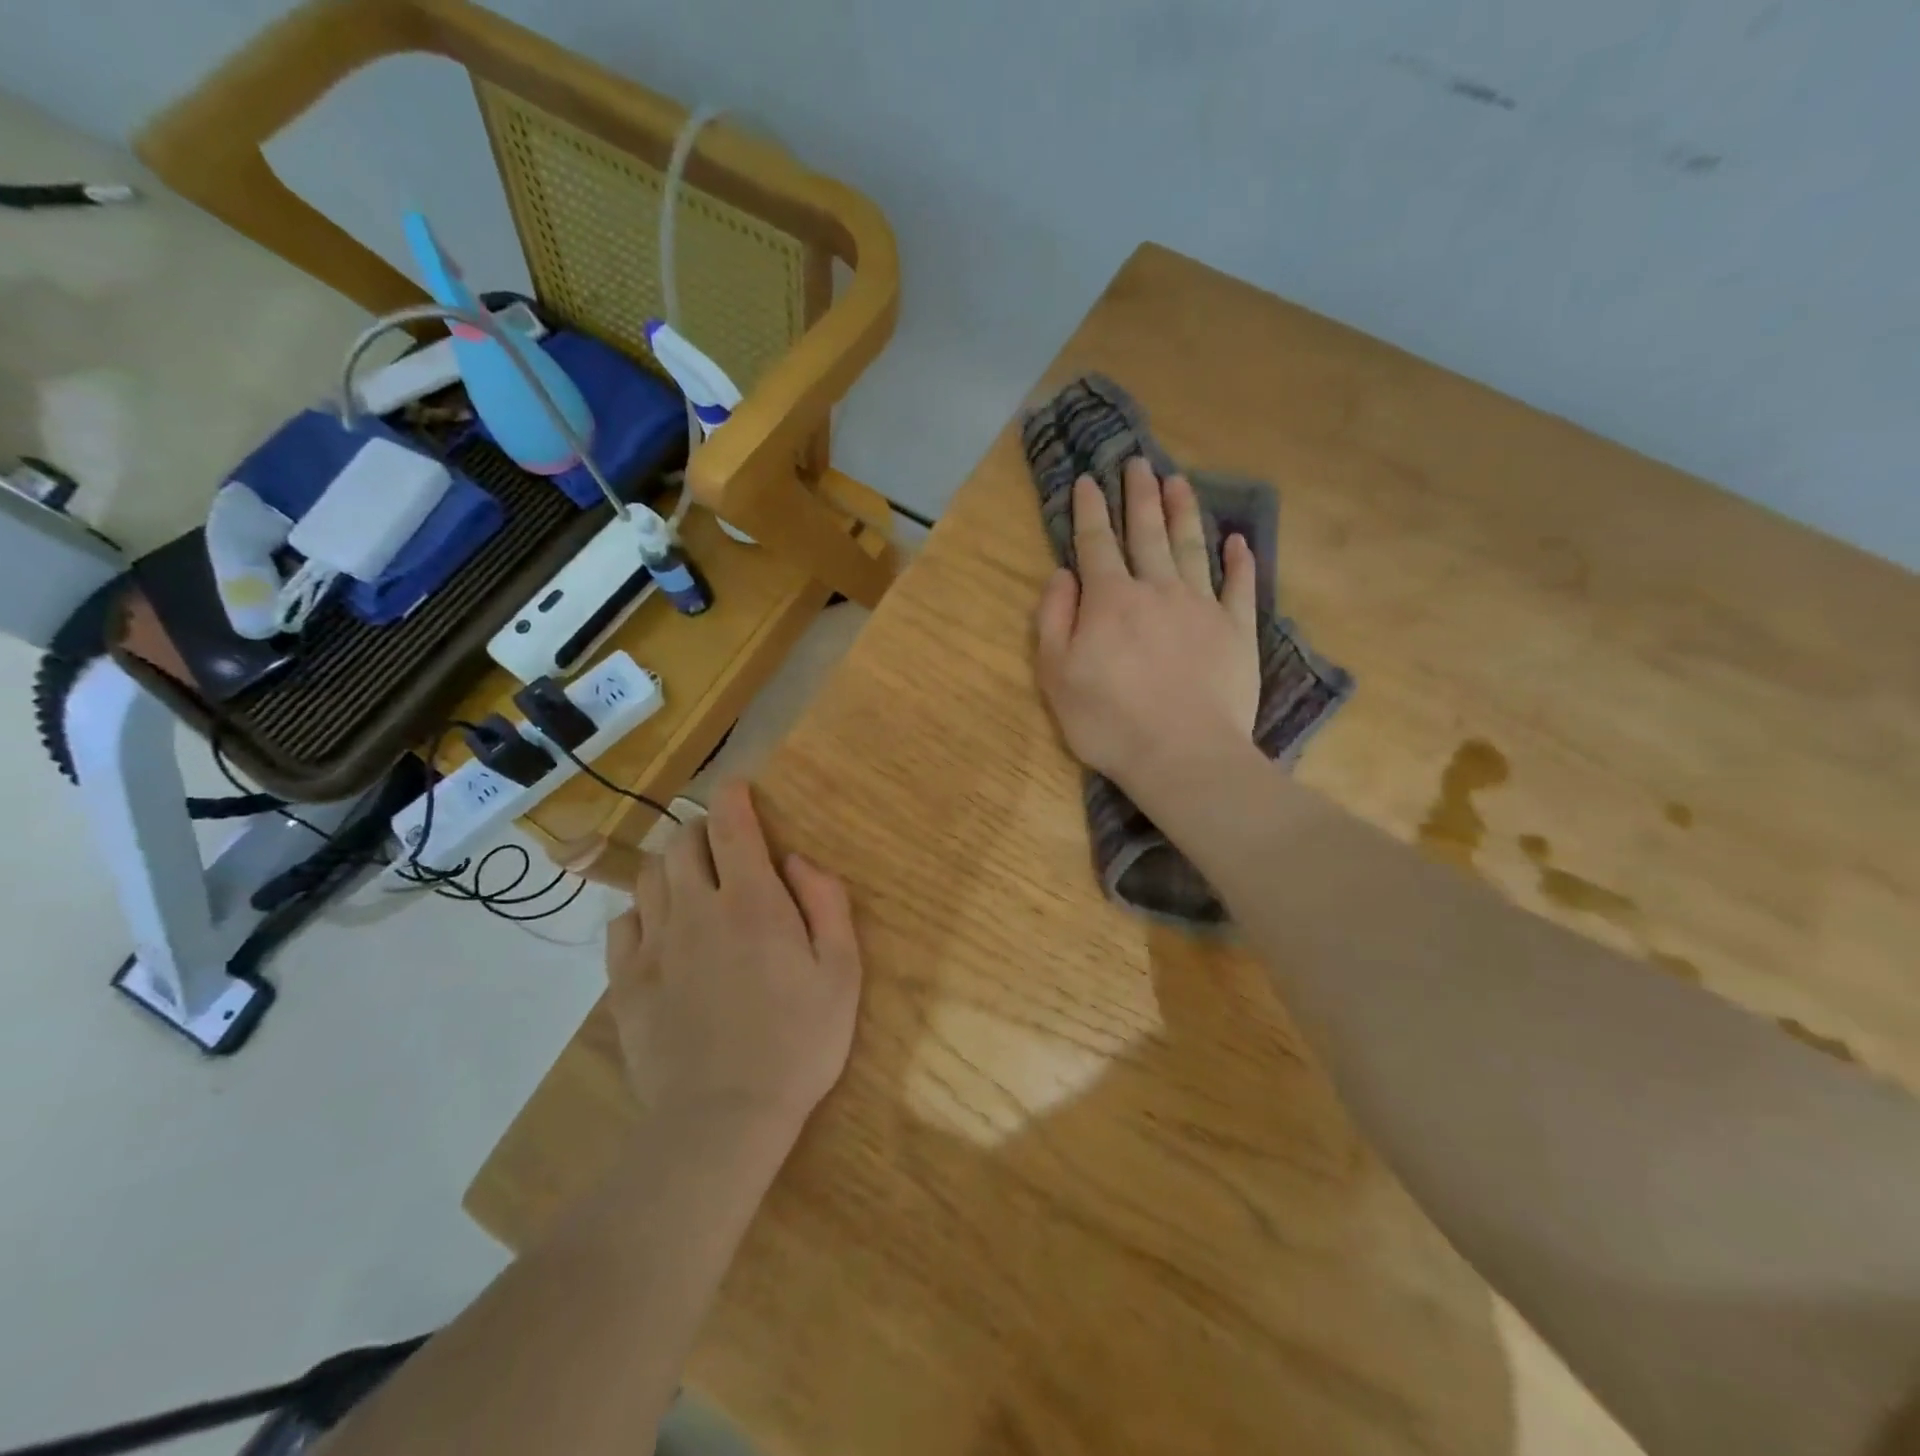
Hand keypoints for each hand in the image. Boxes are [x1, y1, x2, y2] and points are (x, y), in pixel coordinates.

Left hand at [605, 781, 862, 1132]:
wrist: (724, 1119)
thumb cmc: (799, 1043)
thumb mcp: (842, 972)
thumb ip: (826, 904)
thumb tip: (797, 860)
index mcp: (751, 902)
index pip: (731, 825)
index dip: (732, 797)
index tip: (737, 787)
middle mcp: (696, 909)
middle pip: (682, 842)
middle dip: (701, 830)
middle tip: (721, 846)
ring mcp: (654, 945)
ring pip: (648, 876)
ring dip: (670, 866)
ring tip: (690, 883)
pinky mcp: (626, 982)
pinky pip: (621, 924)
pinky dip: (640, 913)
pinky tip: (659, 931)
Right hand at [1035, 459, 1260, 802]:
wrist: (1183, 755)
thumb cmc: (1109, 721)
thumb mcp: (1056, 675)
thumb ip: (1054, 619)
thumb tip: (1063, 575)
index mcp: (1110, 600)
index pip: (1096, 543)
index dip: (1089, 510)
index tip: (1087, 480)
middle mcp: (1157, 589)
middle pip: (1147, 532)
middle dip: (1139, 495)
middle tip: (1139, 462)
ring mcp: (1202, 607)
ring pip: (1192, 547)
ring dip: (1184, 512)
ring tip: (1179, 481)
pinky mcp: (1236, 631)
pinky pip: (1240, 586)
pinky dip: (1240, 561)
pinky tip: (1238, 541)